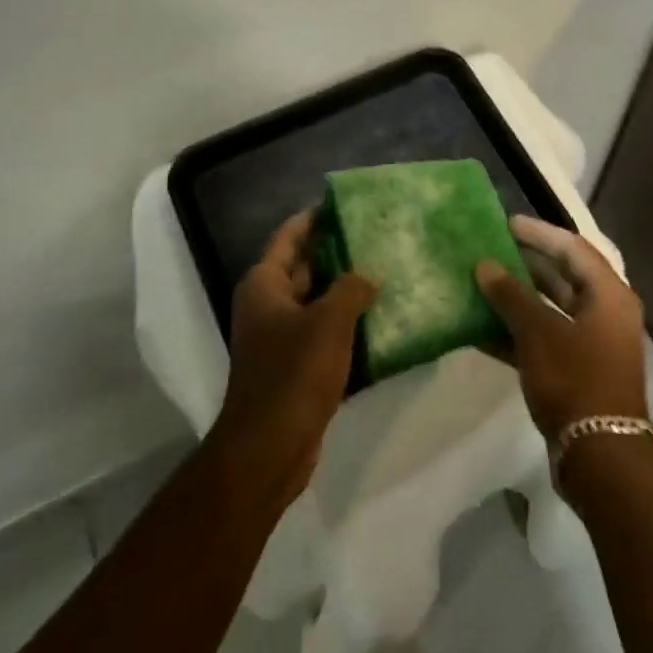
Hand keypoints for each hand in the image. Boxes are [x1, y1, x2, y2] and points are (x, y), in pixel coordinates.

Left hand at [213, 211, 375, 506]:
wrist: (269, 449)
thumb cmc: (294, 374)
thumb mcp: (329, 322)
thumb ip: (352, 289)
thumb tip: (368, 276)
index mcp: (265, 284)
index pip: (290, 235)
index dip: (316, 217)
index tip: (347, 203)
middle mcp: (268, 305)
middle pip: (305, 266)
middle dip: (338, 253)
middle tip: (379, 237)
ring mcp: (280, 338)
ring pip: (318, 302)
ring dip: (347, 291)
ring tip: (387, 272)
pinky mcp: (295, 367)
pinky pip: (324, 334)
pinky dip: (347, 325)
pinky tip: (381, 321)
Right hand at [476, 216, 648, 438]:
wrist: (601, 456)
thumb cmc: (575, 380)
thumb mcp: (539, 332)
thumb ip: (511, 296)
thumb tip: (486, 265)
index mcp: (609, 294)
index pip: (572, 248)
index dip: (539, 233)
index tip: (506, 223)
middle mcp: (606, 313)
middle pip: (563, 276)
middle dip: (526, 263)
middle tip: (491, 249)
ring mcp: (593, 344)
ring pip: (552, 309)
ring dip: (518, 298)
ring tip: (481, 283)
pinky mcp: (578, 371)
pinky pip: (546, 339)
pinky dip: (518, 332)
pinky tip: (481, 329)